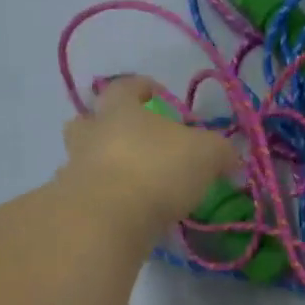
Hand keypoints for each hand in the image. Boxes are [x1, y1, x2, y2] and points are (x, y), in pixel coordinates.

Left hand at [59, 78, 236, 236]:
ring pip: (85, 158)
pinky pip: (90, 195)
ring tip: (133, 182)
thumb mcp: (206, 153)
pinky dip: (106, 200)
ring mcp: (75, 168)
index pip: (126, 86)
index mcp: (119, 109)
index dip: (142, 87)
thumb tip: (231, 159)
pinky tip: (127, 212)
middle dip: (107, 126)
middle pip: (89, 120)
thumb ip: (221, 152)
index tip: (156, 92)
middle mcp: (91, 133)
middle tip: (132, 139)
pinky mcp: (73, 205)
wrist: (108, 218)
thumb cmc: (157, 169)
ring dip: (105, 165)